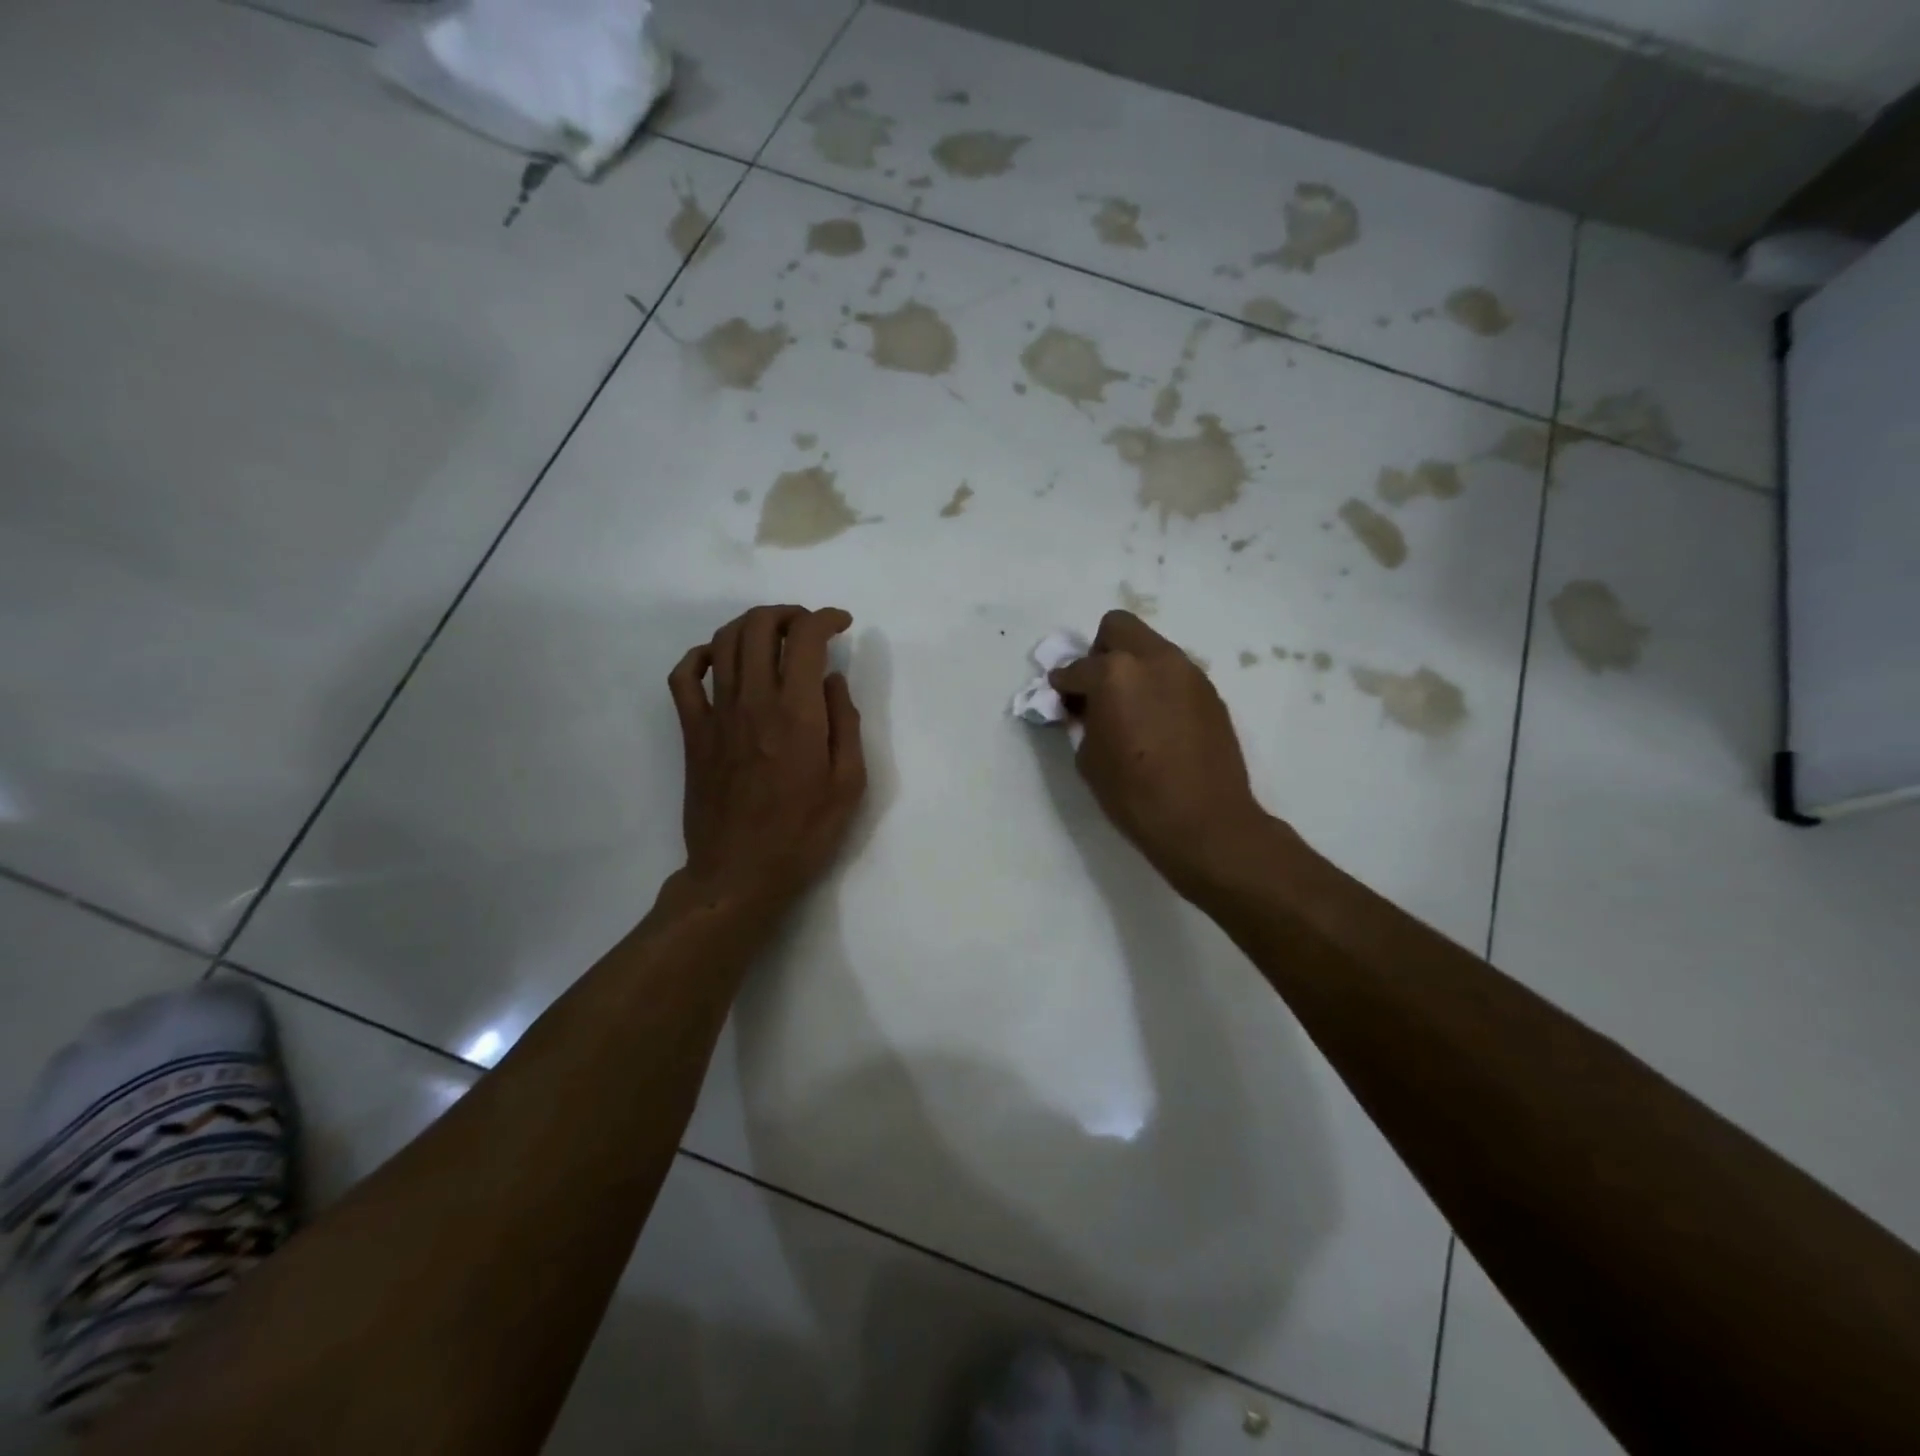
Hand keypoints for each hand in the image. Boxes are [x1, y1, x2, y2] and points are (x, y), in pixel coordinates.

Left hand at [669, 605, 866, 907]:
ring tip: (773, 636)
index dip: (825, 618)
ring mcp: (716, 714)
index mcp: (796, 712)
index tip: (842, 624)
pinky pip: (683, 677)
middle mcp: (753, 700)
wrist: (740, 873)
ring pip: (723, 642)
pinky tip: (719, 660)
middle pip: (760, 626)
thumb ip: (845, 724)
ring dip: (751, 625)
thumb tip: (833, 681)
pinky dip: (699, 655)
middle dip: (788, 614)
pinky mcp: (693, 732)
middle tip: (808, 628)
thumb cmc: (803, 833)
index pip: (806, 638)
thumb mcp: (849, 784)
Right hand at [1049, 611, 1274, 891]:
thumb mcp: (1089, 758)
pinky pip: (1173, 673)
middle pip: (1118, 628)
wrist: (1205, 822)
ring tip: (1130, 707)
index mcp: (1115, 674)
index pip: (1076, 668)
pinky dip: (1158, 685)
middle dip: (1099, 652)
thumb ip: (1084, 721)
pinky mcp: (1209, 691)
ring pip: (1150, 647)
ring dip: (1133, 666)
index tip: (1061, 698)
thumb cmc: (1135, 795)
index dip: (1063, 684)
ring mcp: (1187, 672)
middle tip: (1097, 688)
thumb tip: (1087, 708)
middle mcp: (1153, 660)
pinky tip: (1157, 721)